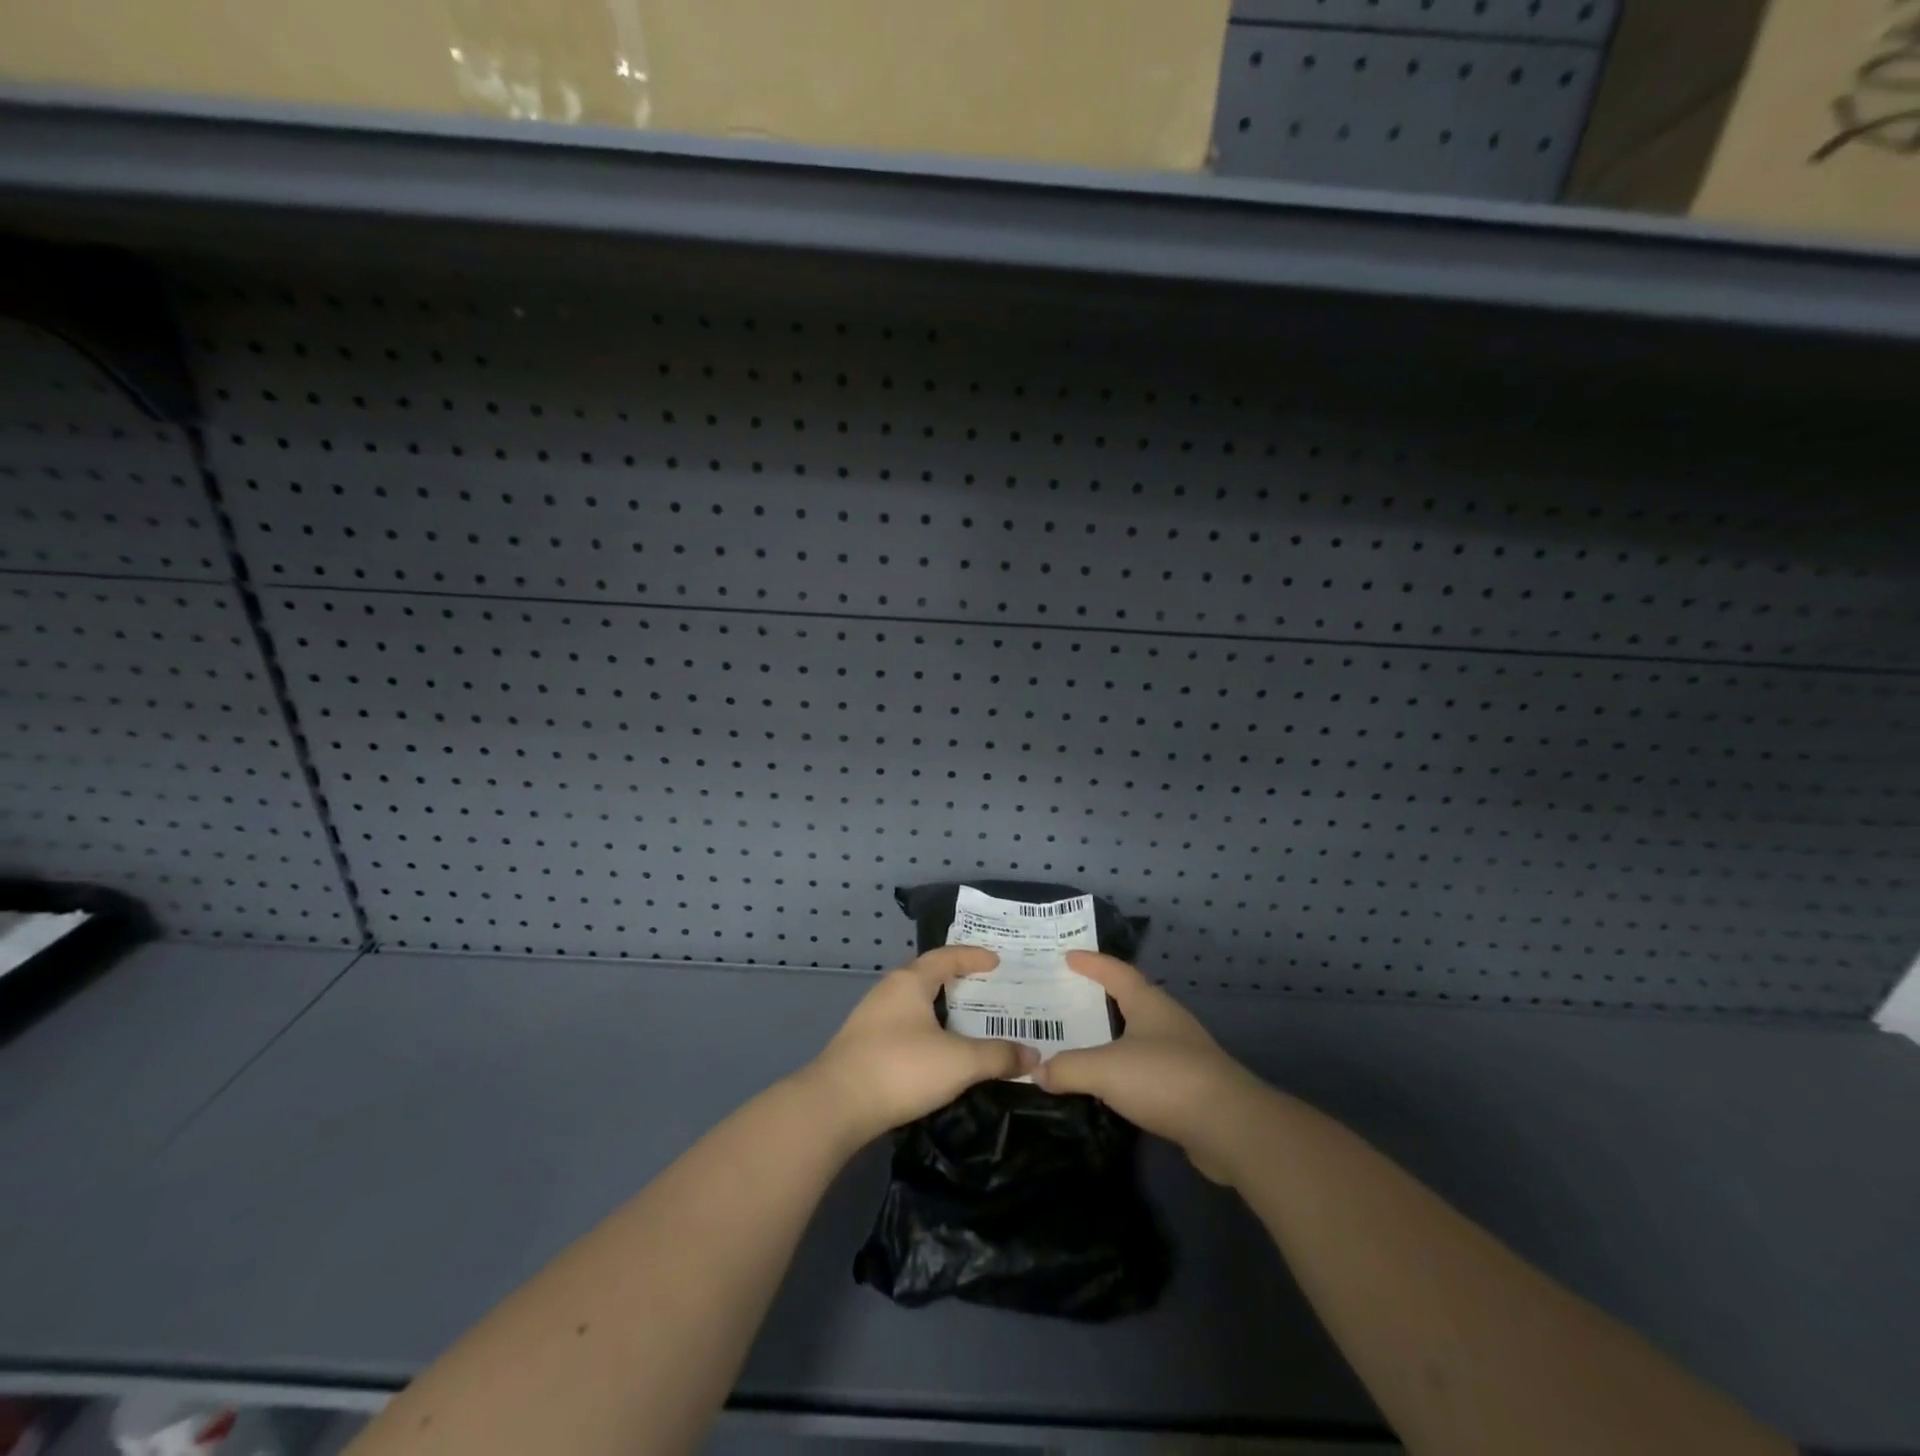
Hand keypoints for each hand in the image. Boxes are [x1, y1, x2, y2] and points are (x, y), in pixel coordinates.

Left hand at [800, 946, 1039, 1148]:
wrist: (834, 1106)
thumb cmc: (900, 1068)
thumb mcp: (959, 1062)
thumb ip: (998, 1056)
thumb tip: (1033, 1056)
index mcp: (910, 982)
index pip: (946, 957)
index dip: (973, 957)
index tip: (997, 961)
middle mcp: (888, 991)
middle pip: (928, 976)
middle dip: (957, 981)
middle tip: (987, 989)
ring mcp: (871, 1018)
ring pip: (914, 1003)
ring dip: (940, 1008)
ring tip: (966, 1021)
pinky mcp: (862, 1046)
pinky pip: (903, 1026)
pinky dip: (926, 1030)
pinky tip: (936, 1052)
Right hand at [1034, 952, 1263, 1184]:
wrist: (1230, 1128)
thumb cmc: (1165, 1079)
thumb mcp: (1106, 1069)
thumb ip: (1068, 1068)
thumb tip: (1036, 1071)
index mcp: (1149, 1004)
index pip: (1116, 972)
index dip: (1092, 963)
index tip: (1067, 956)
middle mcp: (1167, 1022)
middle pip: (1130, 1000)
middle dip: (1100, 998)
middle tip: (1067, 999)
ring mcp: (1183, 1055)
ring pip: (1139, 1037)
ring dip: (1113, 1037)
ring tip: (1082, 1043)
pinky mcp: (1190, 1088)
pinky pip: (1147, 1069)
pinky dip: (1125, 1071)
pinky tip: (1110, 1086)